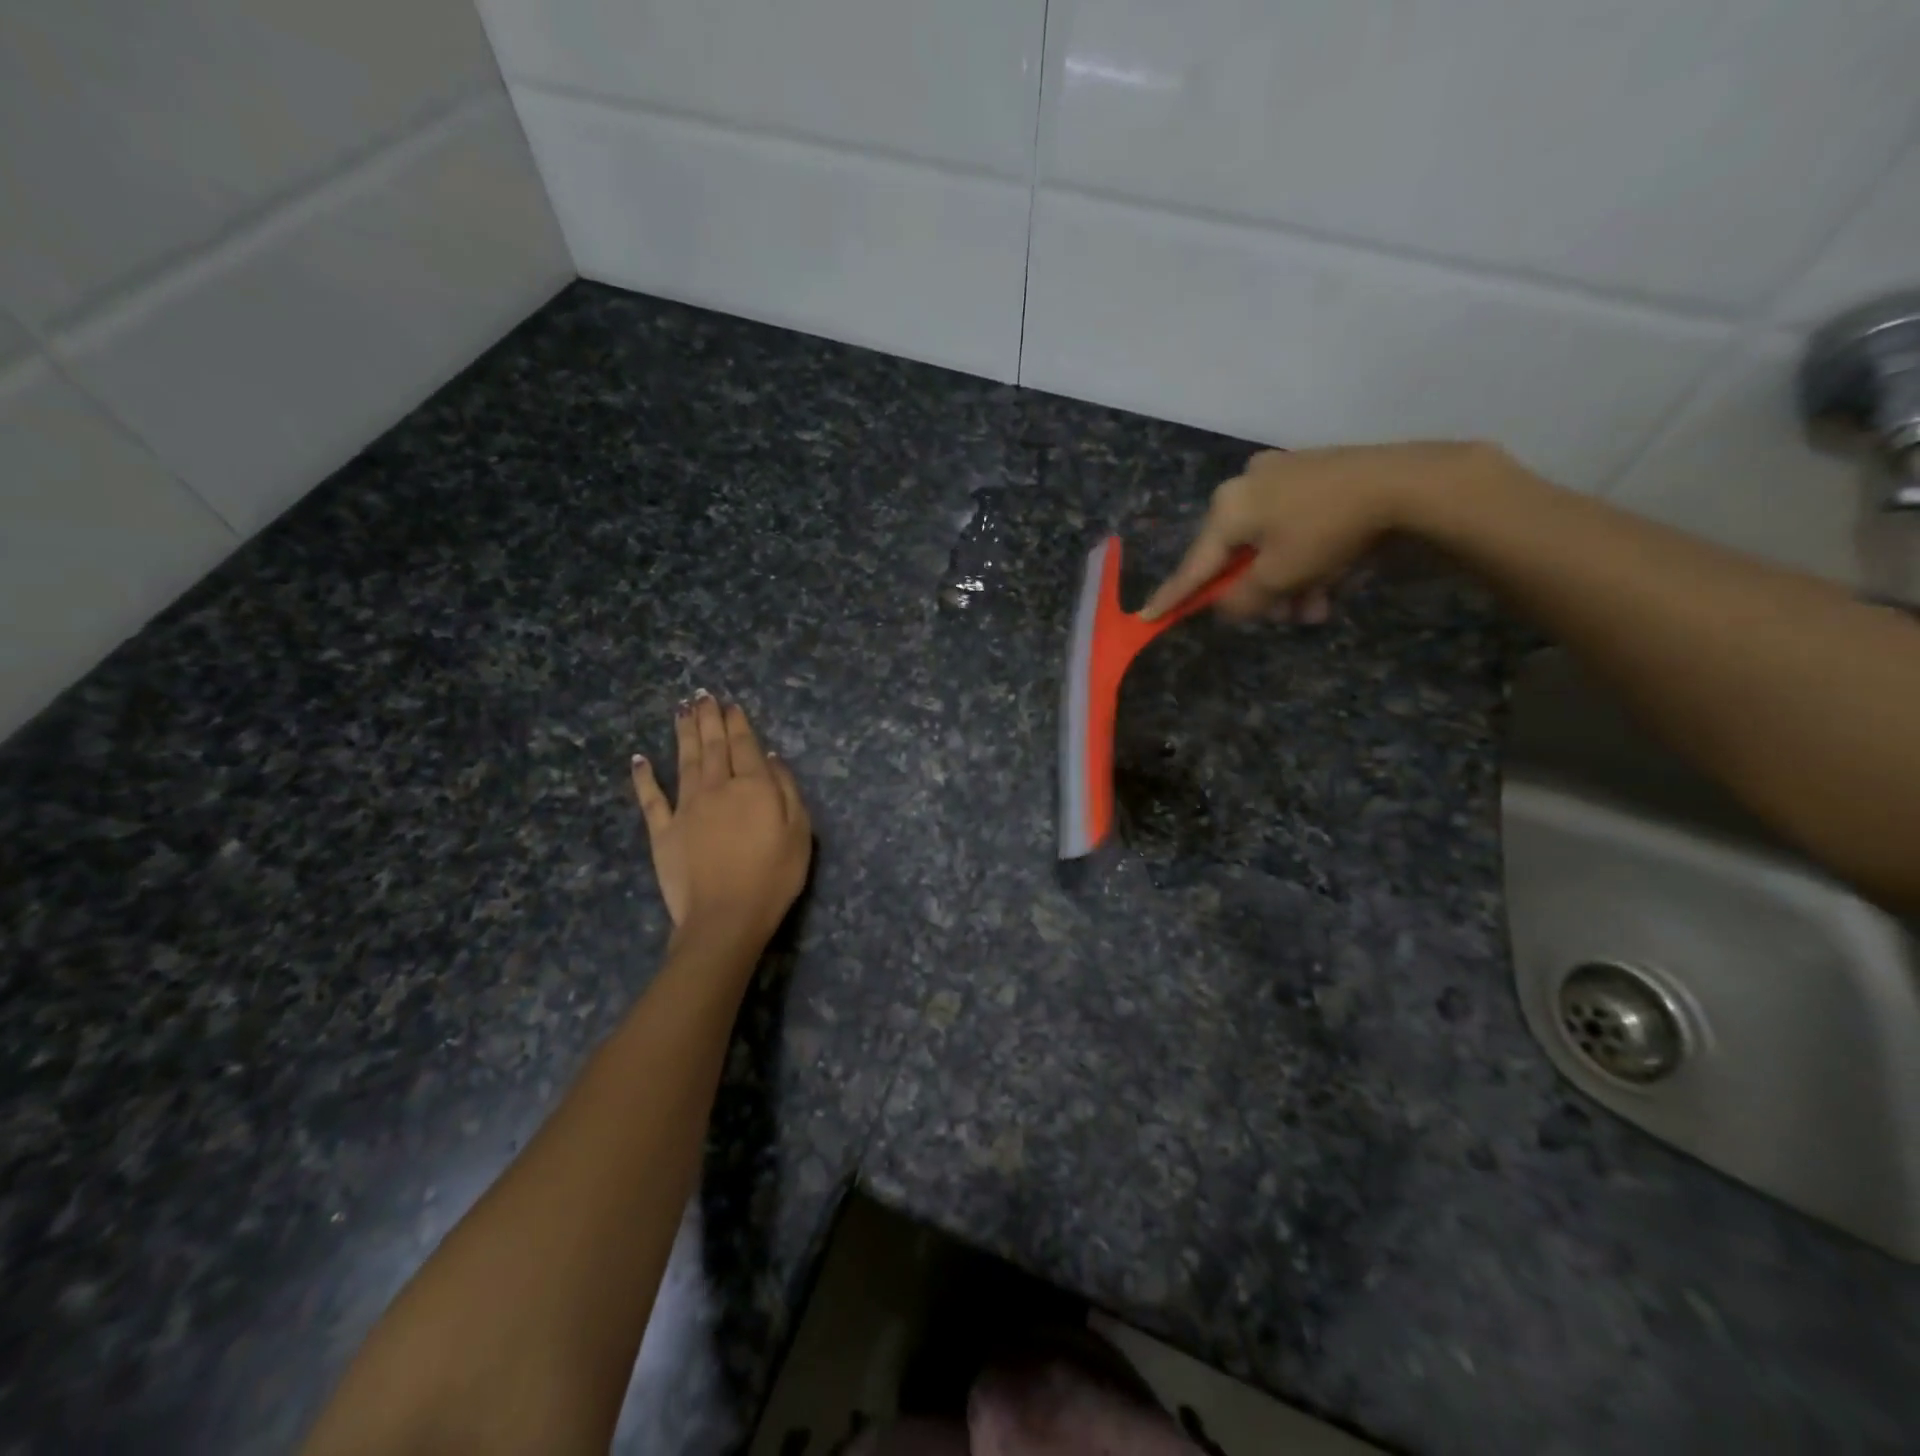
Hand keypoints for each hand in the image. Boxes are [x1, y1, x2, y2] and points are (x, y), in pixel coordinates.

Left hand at [630, 692, 811, 945]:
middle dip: (708, 718)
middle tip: (702, 695)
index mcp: (753, 787)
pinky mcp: (663, 831)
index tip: (731, 704)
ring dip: (683, 733)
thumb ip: (787, 790)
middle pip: (712, 746)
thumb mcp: (799, 833)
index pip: (745, 746)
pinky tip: (639, 758)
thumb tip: (771, 758)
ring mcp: (686, 808)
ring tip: (681, 710)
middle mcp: (717, 788)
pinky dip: (643, 777)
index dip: (738, 723)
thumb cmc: (773, 877)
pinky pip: (651, 798)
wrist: (725, 917)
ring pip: (684, 761)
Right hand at [1141, 442, 1503, 622]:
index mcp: (1228, 507)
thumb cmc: (1327, 532)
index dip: (1174, 596)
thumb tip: (1224, 606)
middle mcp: (1247, 485)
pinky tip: (1333, 580)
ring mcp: (1283, 475)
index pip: (1194, 565)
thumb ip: (1241, 599)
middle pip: (1238, 557)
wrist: (1405, 483)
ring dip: (1290, 583)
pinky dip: (1306, 557)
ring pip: (1271, 545)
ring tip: (1318, 608)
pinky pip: (1296, 527)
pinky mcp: (1316, 474)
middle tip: (1286, 617)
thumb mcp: (1279, 578)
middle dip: (1261, 593)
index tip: (1147, 617)